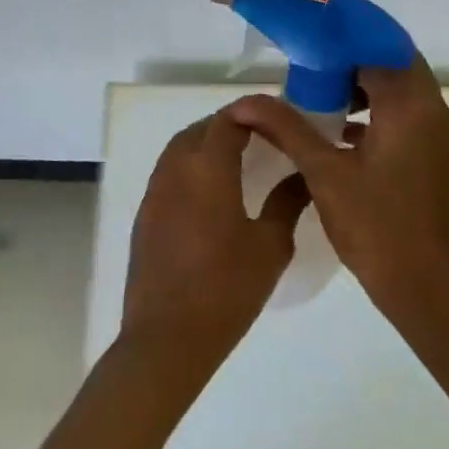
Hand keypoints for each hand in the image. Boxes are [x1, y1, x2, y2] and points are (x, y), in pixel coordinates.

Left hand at [121, 103, 309, 377]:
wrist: (168, 337)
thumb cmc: (227, 289)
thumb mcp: (270, 246)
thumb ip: (287, 202)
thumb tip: (303, 174)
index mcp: (207, 169)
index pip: (228, 120)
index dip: (252, 111)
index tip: (277, 117)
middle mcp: (175, 170)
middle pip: (200, 129)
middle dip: (228, 124)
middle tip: (260, 136)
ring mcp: (155, 192)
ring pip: (179, 149)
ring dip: (205, 143)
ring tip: (237, 158)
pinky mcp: (145, 215)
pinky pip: (168, 173)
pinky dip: (190, 166)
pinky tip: (210, 191)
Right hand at [225, 57, 448, 320]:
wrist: (428, 289)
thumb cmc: (377, 227)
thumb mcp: (325, 173)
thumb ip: (287, 129)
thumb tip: (246, 102)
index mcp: (411, 107)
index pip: (380, 47)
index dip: (344, 38)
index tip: (309, 38)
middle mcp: (434, 113)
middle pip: (393, 65)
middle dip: (351, 62)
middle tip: (308, 66)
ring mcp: (440, 138)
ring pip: (401, 94)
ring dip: (364, 89)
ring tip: (318, 98)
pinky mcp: (437, 160)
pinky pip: (406, 119)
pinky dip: (375, 115)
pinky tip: (339, 134)